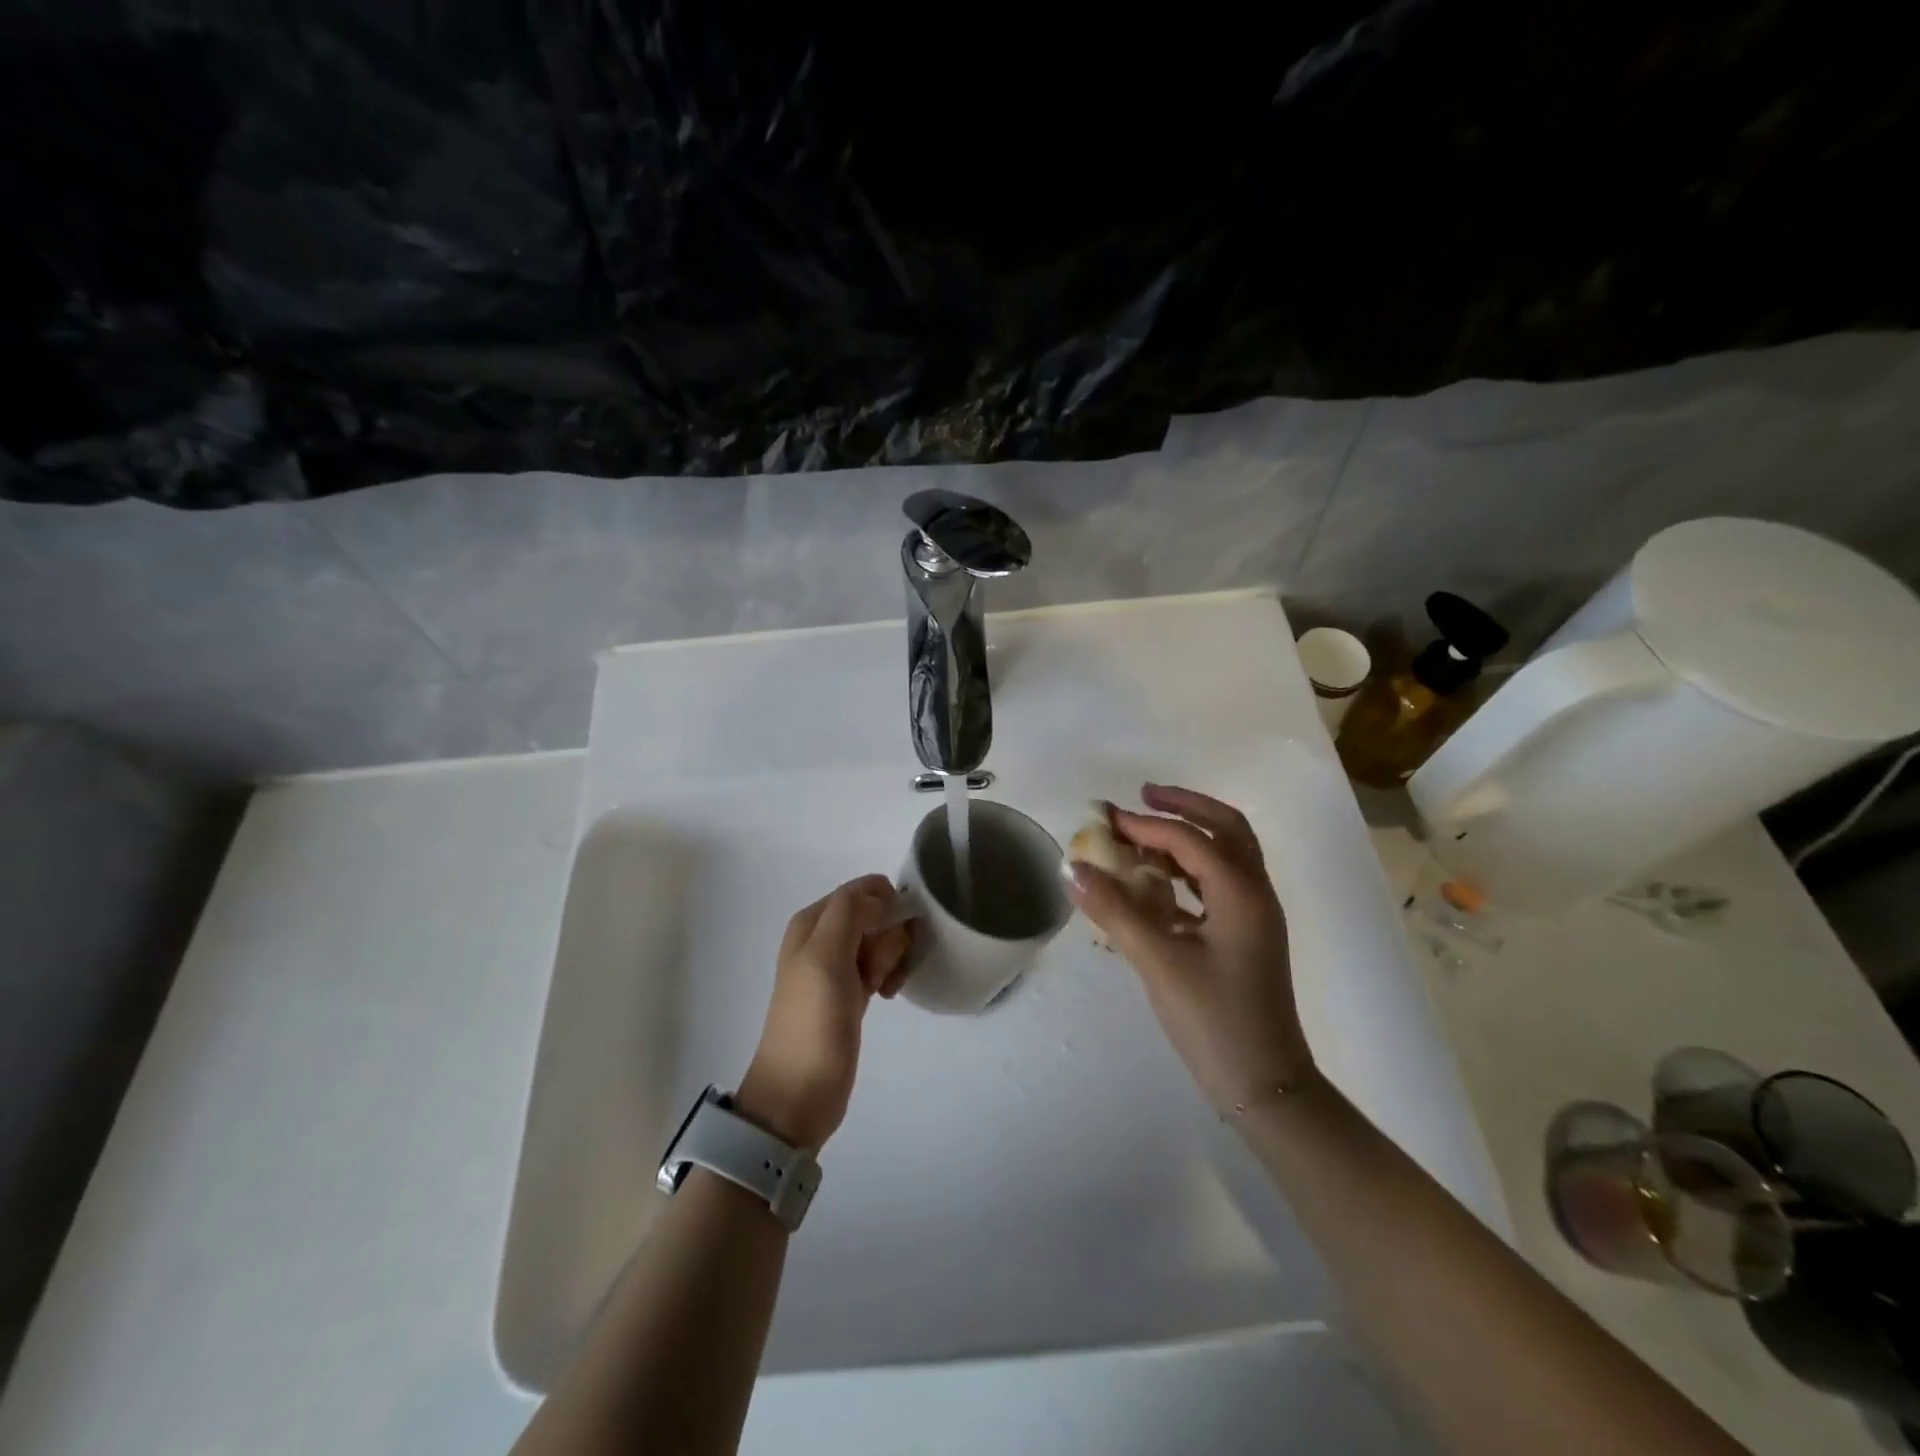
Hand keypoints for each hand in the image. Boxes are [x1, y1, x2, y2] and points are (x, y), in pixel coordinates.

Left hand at [736, 874, 912, 1150]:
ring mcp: (837, 966)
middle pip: (876, 913)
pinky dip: (889, 975)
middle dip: (890, 936)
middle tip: (880, 969)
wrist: (799, 1092)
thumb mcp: (825, 956)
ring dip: (892, 958)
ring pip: (882, 940)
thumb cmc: (812, 1021)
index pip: (862, 889)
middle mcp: (823, 937)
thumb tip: (881, 894)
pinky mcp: (851, 992)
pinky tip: (887, 995)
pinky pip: (880, 966)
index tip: (894, 935)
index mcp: (812, 921)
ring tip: (884, 987)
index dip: (886, 906)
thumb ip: (849, 912)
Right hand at [1067, 784, 1315, 1114]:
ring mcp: (1255, 915)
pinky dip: (1191, 869)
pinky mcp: (1247, 936)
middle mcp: (1255, 893)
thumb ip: (1114, 911)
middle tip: (1143, 796)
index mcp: (1240, 892)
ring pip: (1228, 854)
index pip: (1188, 839)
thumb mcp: (1158, 963)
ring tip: (1147, 832)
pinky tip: (1158, 883)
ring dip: (1190, 835)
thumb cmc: (1214, 1021)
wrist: (1264, 1086)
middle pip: (1226, 828)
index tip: (1104, 820)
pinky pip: (1220, 883)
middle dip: (1185, 806)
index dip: (1144, 826)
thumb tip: (1072, 868)